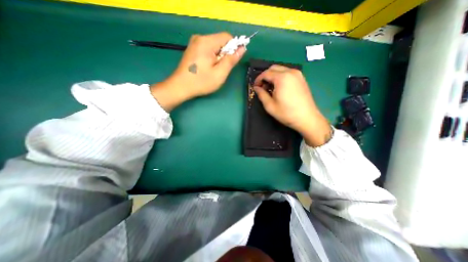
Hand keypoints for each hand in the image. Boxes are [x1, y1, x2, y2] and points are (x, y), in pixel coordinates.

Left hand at [151, 31, 245, 111]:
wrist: (180, 87)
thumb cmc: (201, 82)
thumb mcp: (220, 73)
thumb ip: (231, 60)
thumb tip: (242, 48)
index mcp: (207, 42)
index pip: (227, 37)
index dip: (234, 48)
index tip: (232, 62)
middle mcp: (200, 38)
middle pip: (220, 41)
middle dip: (225, 54)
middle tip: (221, 69)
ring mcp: (195, 43)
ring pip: (215, 46)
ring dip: (219, 57)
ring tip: (214, 70)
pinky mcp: (192, 48)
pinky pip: (208, 49)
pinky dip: (212, 57)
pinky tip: (208, 67)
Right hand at [253, 64, 332, 147]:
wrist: (307, 118)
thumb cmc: (286, 113)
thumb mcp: (270, 106)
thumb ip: (261, 94)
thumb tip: (256, 88)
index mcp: (282, 78)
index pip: (266, 73)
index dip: (258, 79)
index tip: (255, 87)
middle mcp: (290, 72)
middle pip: (273, 68)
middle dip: (265, 76)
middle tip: (262, 87)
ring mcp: (298, 74)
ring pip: (281, 69)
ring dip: (273, 76)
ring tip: (270, 88)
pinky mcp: (302, 78)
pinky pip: (288, 73)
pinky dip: (280, 77)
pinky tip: (279, 87)